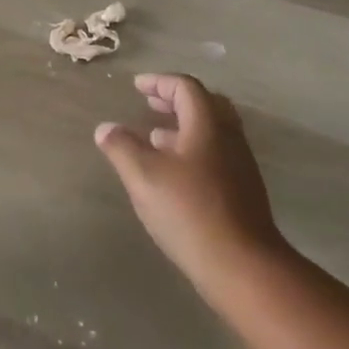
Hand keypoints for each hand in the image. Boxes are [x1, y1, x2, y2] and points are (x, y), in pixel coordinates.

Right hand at [95, 73, 285, 304]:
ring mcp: (240, 165)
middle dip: (176, 100)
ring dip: (184, 126)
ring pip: (212, 131)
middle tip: (151, 104)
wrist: (243, 266)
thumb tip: (105, 128)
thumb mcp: (144, 176)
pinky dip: (193, 149)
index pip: (186, 88)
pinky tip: (174, 173)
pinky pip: (216, 154)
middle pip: (206, 104)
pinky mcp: (243, 191)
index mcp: (208, 125)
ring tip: (155, 137)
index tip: (137, 86)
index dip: (160, 82)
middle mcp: (229, 138)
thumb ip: (122, 147)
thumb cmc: (189, 212)